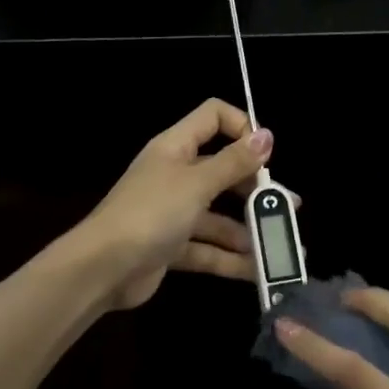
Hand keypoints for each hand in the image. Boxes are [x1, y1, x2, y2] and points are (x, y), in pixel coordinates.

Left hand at [80, 99, 272, 309]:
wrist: (102, 269)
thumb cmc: (150, 213)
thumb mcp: (196, 183)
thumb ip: (233, 162)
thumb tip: (266, 135)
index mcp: (176, 148)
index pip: (213, 117)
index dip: (241, 127)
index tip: (265, 154)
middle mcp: (175, 175)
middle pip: (222, 170)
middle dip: (255, 188)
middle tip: (286, 206)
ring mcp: (173, 213)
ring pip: (219, 216)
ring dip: (249, 229)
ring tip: (283, 244)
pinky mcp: (172, 246)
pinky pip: (208, 248)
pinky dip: (231, 259)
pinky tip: (260, 271)